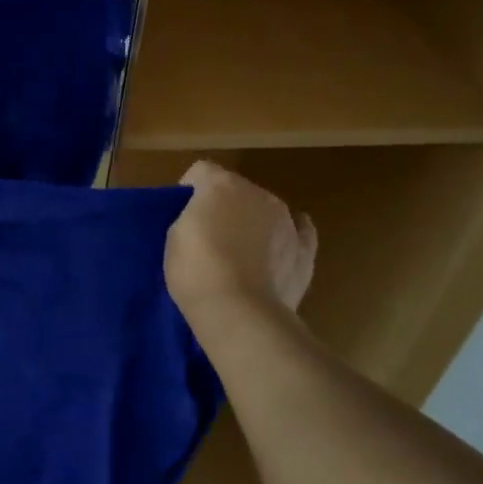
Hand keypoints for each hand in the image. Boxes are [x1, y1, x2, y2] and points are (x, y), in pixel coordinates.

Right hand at [165, 160, 316, 340]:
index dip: (191, 189)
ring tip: (241, 254)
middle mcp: (258, 194)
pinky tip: (279, 249)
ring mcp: (286, 221)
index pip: (202, 171)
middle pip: (237, 190)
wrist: (240, 313)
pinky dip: (287, 237)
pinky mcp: (306, 250)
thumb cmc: (196, 270)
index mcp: (221, 185)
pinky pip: (299, 232)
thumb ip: (192, 217)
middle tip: (210, 236)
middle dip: (224, 206)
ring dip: (253, 223)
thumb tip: (203, 218)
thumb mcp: (176, 237)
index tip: (183, 213)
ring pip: (266, 211)